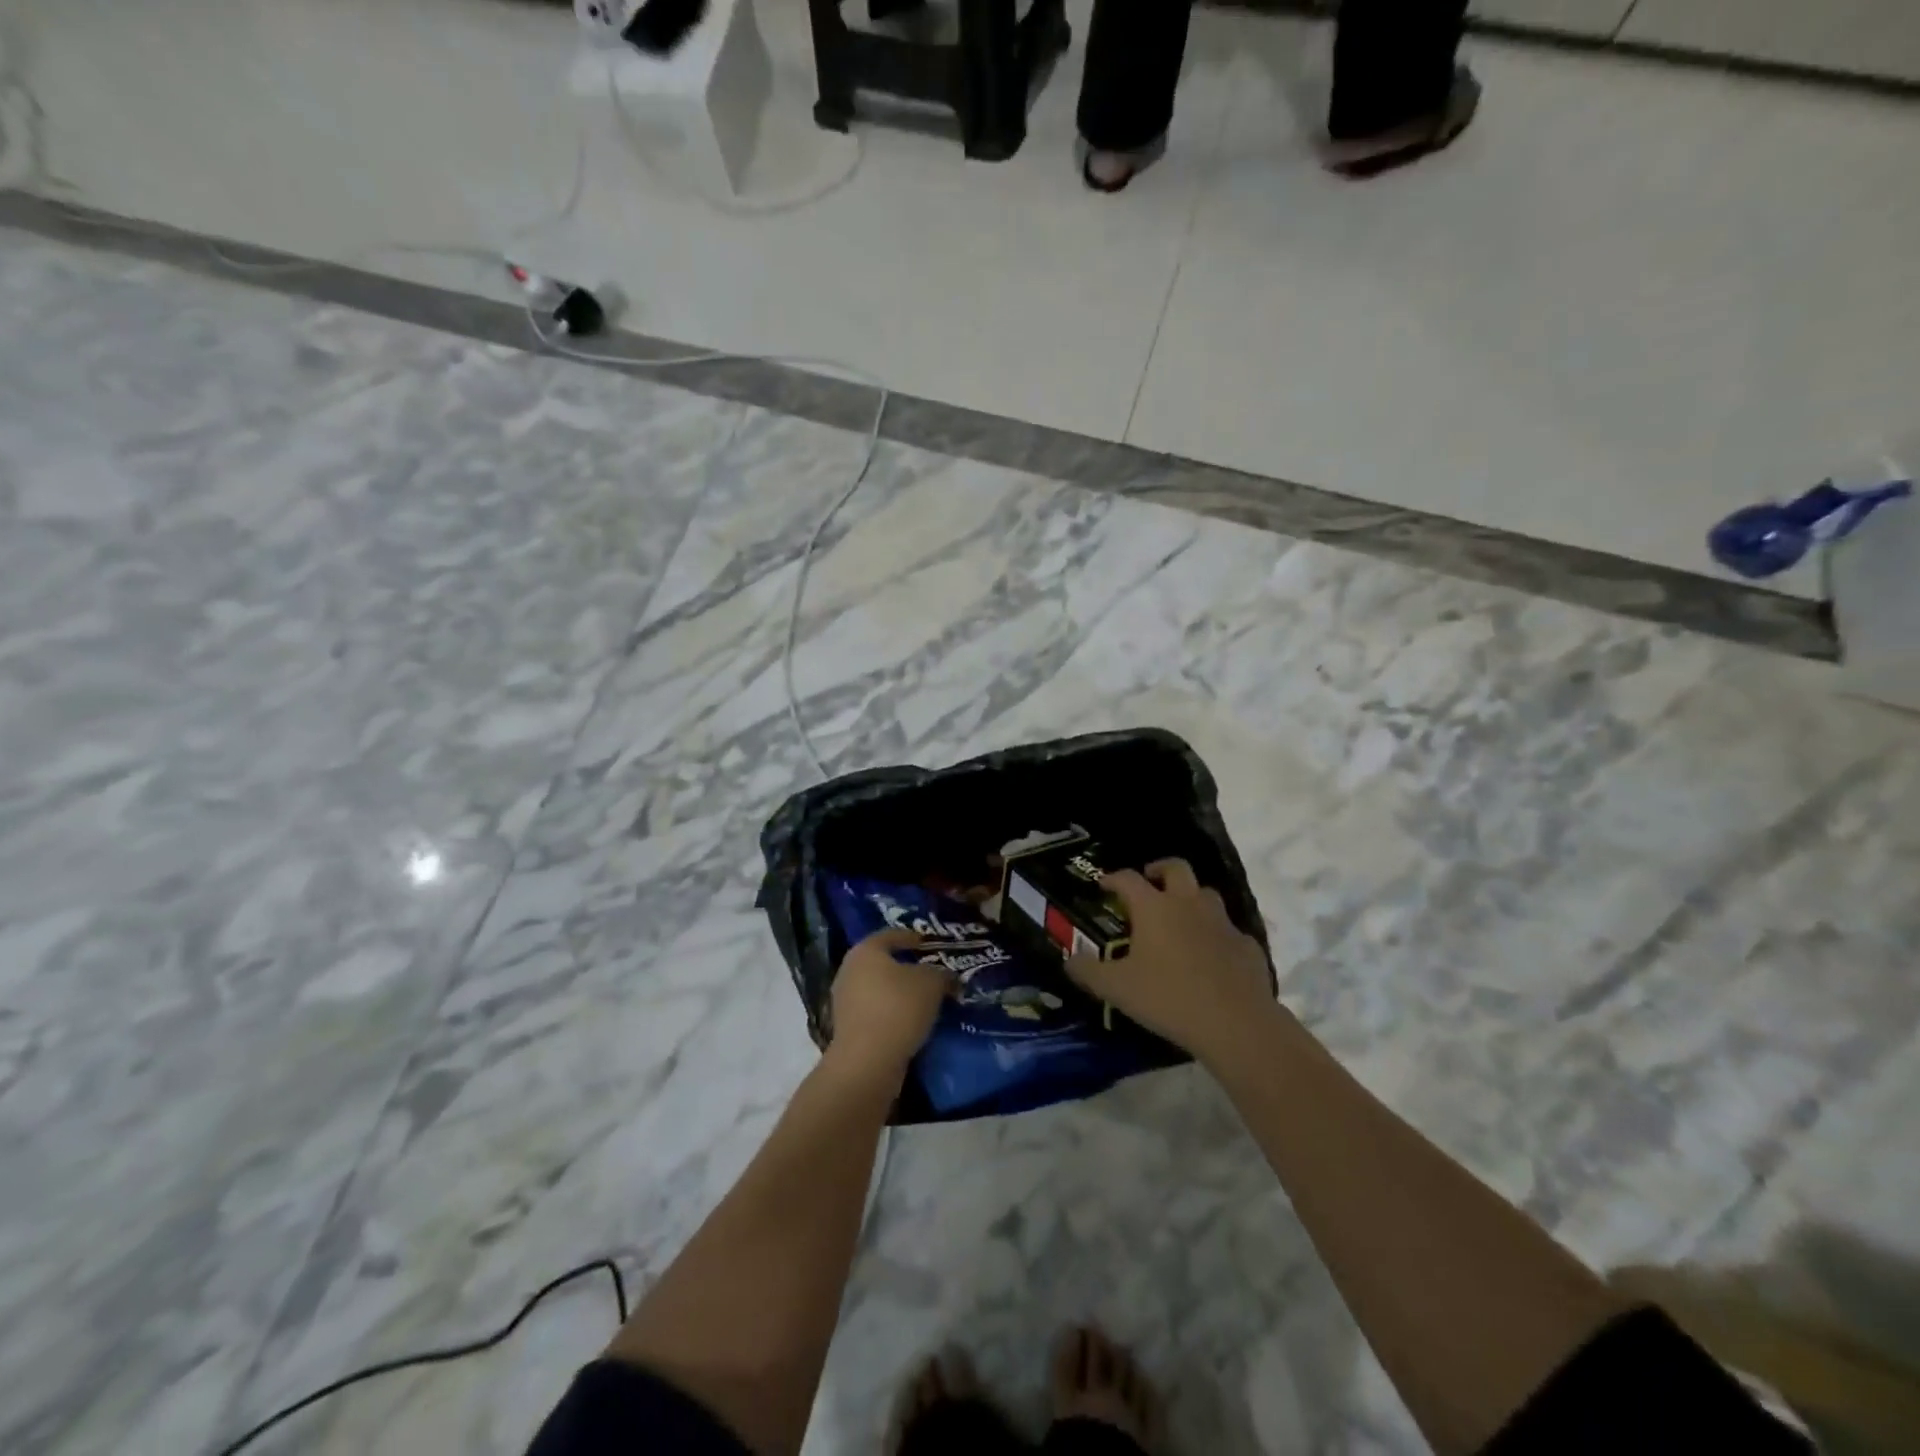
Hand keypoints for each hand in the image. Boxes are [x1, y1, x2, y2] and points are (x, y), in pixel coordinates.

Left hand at [825, 929, 953, 1089]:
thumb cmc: (899, 1007)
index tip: (929, 944)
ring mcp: (844, 1001)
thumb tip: (948, 977)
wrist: (868, 1061)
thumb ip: (942, 974)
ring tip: (925, 999)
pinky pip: (874, 1012)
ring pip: (878, 989)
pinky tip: (911, 1021)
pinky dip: (891, 1013)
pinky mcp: (846, 1028)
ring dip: (899, 993)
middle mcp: (849, 970)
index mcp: (866, 950)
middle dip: (906, 967)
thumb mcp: (932, 984)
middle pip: (882, 962)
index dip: (912, 937)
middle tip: (930, 972)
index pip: (891, 935)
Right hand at [1067, 859, 1276, 1066]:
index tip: (1103, 884)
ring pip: (1205, 894)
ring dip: (1191, 898)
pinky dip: (1216, 935)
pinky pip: (1229, 931)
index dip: (1113, 878)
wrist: (1235, 1023)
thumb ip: (1088, 972)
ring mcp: (1222, 922)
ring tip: (1179, 918)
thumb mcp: (1117, 989)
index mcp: (1154, 907)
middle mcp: (1188, 904)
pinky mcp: (1247, 945)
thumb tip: (1069, 961)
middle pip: (1176, 868)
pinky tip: (1211, 955)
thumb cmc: (1168, 997)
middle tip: (1149, 882)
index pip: (1128, 878)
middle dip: (1159, 869)